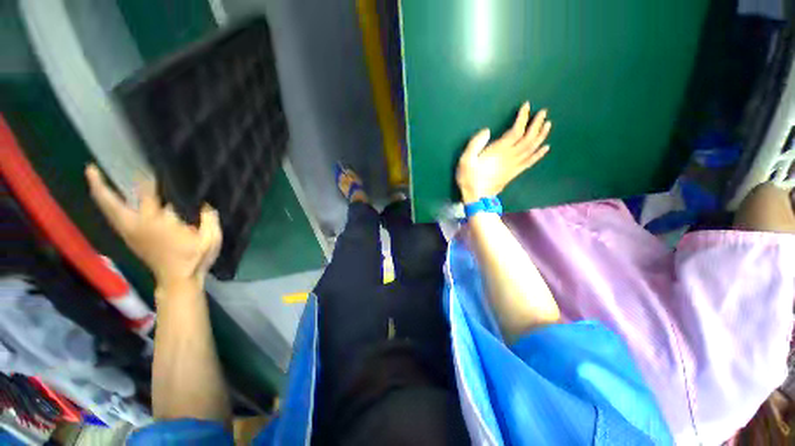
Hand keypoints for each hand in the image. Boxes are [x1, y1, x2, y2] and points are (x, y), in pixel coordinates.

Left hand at [85, 164, 221, 288]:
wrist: (178, 280)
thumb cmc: (195, 259)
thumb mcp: (211, 238)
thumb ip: (209, 219)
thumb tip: (205, 203)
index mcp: (158, 224)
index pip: (148, 195)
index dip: (148, 180)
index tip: (148, 166)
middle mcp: (137, 226)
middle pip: (112, 203)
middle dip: (101, 186)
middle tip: (90, 168)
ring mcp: (130, 233)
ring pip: (109, 211)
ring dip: (100, 195)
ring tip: (94, 180)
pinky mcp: (130, 239)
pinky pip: (114, 219)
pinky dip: (108, 207)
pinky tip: (110, 202)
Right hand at [456, 102, 551, 202]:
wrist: (477, 198)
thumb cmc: (469, 178)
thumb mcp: (465, 160)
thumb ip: (474, 144)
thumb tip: (487, 131)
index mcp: (498, 151)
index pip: (516, 131)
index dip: (523, 118)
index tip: (527, 106)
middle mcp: (510, 156)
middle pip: (528, 138)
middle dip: (536, 124)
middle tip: (543, 112)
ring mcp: (514, 165)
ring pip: (532, 148)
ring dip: (541, 136)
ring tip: (548, 125)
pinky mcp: (514, 173)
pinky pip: (530, 162)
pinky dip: (539, 154)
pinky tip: (545, 148)